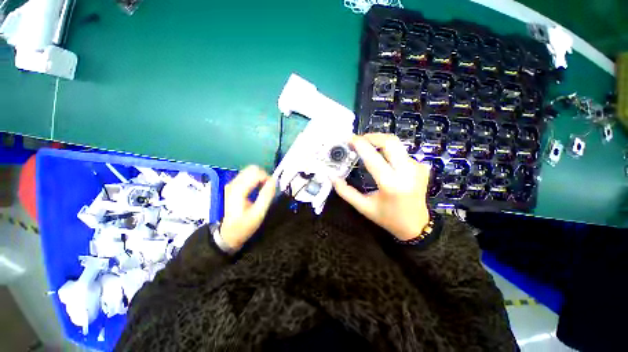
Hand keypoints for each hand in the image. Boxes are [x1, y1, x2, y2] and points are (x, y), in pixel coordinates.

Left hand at [220, 165, 276, 249]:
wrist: (229, 234)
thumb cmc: (244, 226)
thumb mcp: (258, 214)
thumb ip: (266, 196)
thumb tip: (274, 181)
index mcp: (239, 190)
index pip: (256, 173)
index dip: (267, 178)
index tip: (273, 188)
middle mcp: (234, 183)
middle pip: (252, 168)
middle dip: (264, 175)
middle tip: (269, 187)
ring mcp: (232, 184)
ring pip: (250, 170)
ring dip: (260, 177)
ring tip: (265, 188)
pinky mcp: (234, 186)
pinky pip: (247, 175)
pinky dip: (256, 179)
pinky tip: (259, 188)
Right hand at [332, 133, 430, 240]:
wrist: (416, 226)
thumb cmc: (387, 218)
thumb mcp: (363, 207)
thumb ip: (345, 191)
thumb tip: (332, 176)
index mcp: (391, 184)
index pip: (372, 157)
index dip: (360, 145)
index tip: (350, 139)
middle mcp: (407, 172)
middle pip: (390, 142)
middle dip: (372, 136)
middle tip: (359, 140)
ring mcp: (417, 168)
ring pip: (396, 144)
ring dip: (380, 142)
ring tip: (367, 147)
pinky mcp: (421, 167)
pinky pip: (401, 152)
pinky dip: (388, 150)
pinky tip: (382, 158)